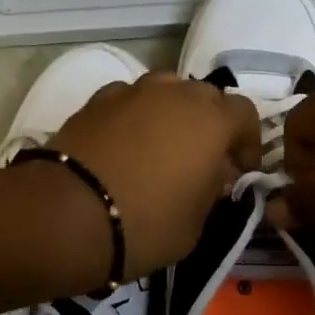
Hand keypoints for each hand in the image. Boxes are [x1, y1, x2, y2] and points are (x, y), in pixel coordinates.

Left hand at [50, 73, 262, 279]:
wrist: (67, 214)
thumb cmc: (145, 224)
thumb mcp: (196, 223)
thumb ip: (213, 190)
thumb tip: (214, 173)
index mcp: (211, 120)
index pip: (245, 114)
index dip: (247, 141)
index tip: (240, 170)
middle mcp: (175, 94)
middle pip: (205, 96)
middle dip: (210, 123)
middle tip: (203, 158)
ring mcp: (133, 91)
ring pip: (166, 90)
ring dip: (172, 112)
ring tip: (162, 146)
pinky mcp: (97, 100)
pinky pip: (129, 100)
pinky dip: (135, 115)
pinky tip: (124, 144)